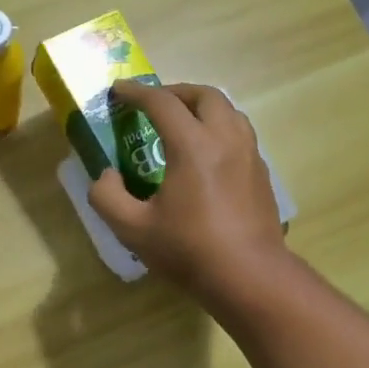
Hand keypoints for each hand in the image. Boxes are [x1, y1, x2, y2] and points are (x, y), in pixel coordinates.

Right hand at [88, 80, 290, 306]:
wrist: (249, 276)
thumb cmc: (189, 250)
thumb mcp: (133, 229)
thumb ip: (107, 197)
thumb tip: (106, 176)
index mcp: (193, 145)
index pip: (162, 103)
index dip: (136, 93)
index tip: (118, 91)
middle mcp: (225, 139)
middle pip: (204, 96)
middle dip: (176, 92)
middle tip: (154, 104)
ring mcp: (249, 155)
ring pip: (229, 111)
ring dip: (202, 107)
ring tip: (183, 123)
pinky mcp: (261, 174)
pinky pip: (240, 135)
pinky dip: (218, 130)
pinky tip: (206, 155)